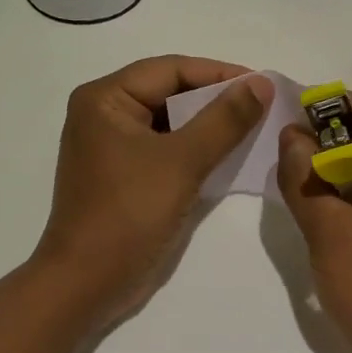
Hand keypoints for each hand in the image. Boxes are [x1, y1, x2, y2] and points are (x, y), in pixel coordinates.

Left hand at [34, 56, 273, 324]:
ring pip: (170, 122)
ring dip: (209, 125)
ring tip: (254, 128)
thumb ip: (224, 119)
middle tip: (263, 106)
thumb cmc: (129, 214)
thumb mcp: (182, 161)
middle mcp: (103, 113)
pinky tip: (229, 155)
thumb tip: (260, 82)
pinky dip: (195, 149)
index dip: (220, 73)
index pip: (171, 69)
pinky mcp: (123, 174)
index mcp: (105, 98)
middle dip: (216, 99)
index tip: (263, 84)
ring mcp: (112, 146)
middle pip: (169, 92)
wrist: (88, 283)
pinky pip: (165, 148)